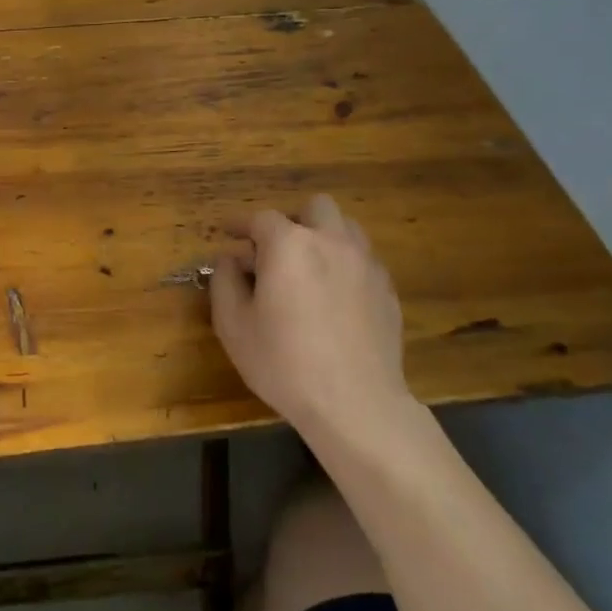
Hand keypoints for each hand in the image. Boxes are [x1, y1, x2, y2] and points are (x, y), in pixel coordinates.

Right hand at [209, 195, 423, 452]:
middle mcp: (331, 241)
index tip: (228, 234)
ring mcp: (365, 263)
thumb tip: (230, 260)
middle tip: (275, 249)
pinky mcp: (387, 289)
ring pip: (346, 227)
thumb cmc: (284, 363)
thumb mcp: (234, 325)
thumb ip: (225, 282)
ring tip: (308, 267)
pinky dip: (344, 264)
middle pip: (314, 207)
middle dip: (292, 220)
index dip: (240, 224)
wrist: (355, 403)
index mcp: (289, 245)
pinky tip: (334, 296)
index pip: (260, 218)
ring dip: (323, 236)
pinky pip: (363, 259)